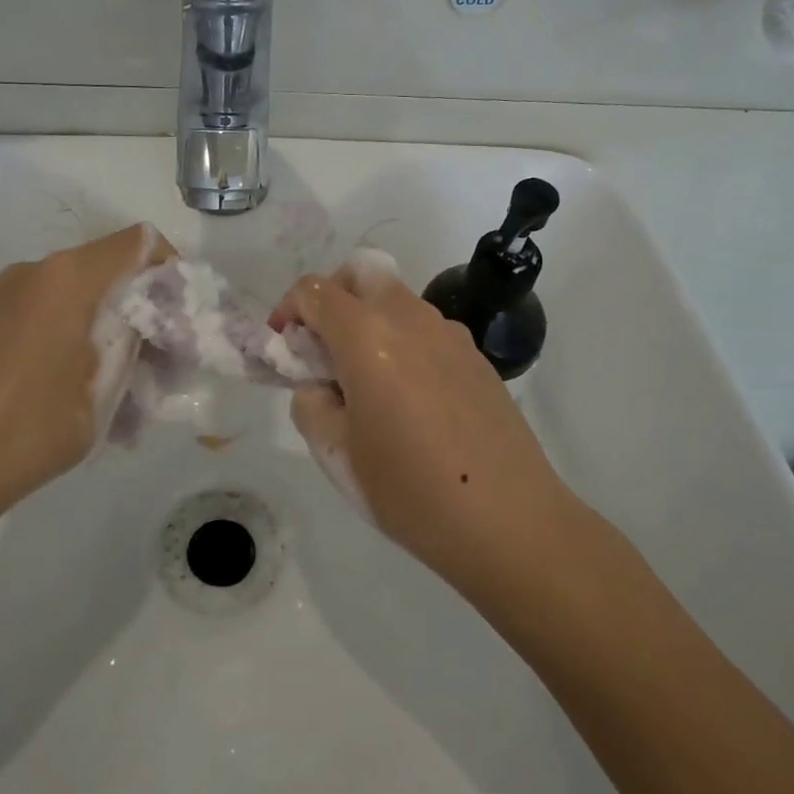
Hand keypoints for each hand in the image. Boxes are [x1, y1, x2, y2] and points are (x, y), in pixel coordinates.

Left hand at [0, 224, 175, 530]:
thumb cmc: (30, 428)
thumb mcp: (103, 391)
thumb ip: (131, 344)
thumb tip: (145, 326)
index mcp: (68, 278)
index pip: (138, 242)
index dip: (169, 268)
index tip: (180, 312)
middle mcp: (33, 272)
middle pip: (105, 268)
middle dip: (139, 305)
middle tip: (158, 357)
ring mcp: (1, 295)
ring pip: (74, 294)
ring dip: (104, 325)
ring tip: (117, 383)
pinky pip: (42, 314)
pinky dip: (70, 336)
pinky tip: (72, 388)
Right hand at [270, 253, 568, 579]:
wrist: (508, 520)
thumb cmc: (409, 490)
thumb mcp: (336, 454)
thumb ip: (311, 403)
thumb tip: (319, 384)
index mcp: (367, 336)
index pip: (315, 290)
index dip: (289, 309)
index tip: (285, 347)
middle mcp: (410, 319)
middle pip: (363, 273)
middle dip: (334, 297)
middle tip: (325, 349)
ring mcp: (450, 334)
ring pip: (397, 301)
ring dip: (370, 321)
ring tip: (368, 385)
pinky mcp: (476, 356)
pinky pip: (426, 330)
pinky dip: (403, 342)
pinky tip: (411, 401)